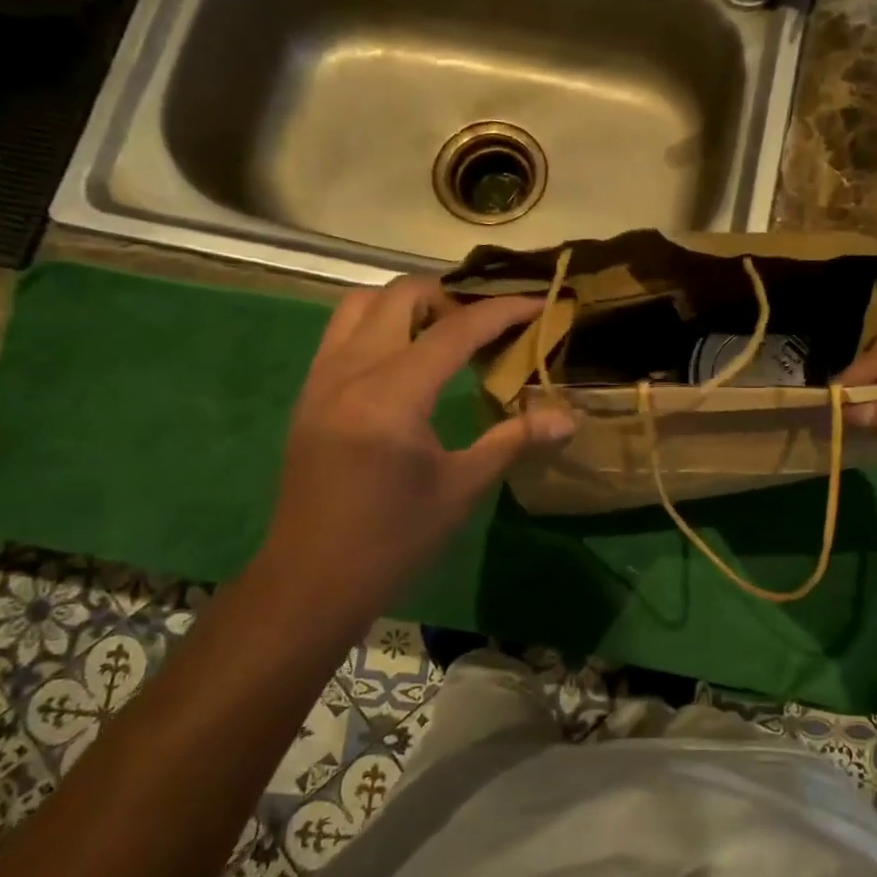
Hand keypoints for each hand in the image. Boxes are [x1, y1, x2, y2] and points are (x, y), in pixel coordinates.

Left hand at [249, 278, 573, 628]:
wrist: (311, 582)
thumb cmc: (392, 540)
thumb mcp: (461, 488)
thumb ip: (513, 441)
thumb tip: (567, 420)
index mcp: (391, 395)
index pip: (454, 330)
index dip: (502, 311)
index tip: (539, 304)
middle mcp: (350, 371)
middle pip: (400, 296)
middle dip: (450, 294)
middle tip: (487, 322)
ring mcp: (321, 380)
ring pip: (361, 305)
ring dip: (408, 304)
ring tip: (446, 330)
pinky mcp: (309, 395)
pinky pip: (342, 333)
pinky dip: (380, 325)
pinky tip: (407, 360)